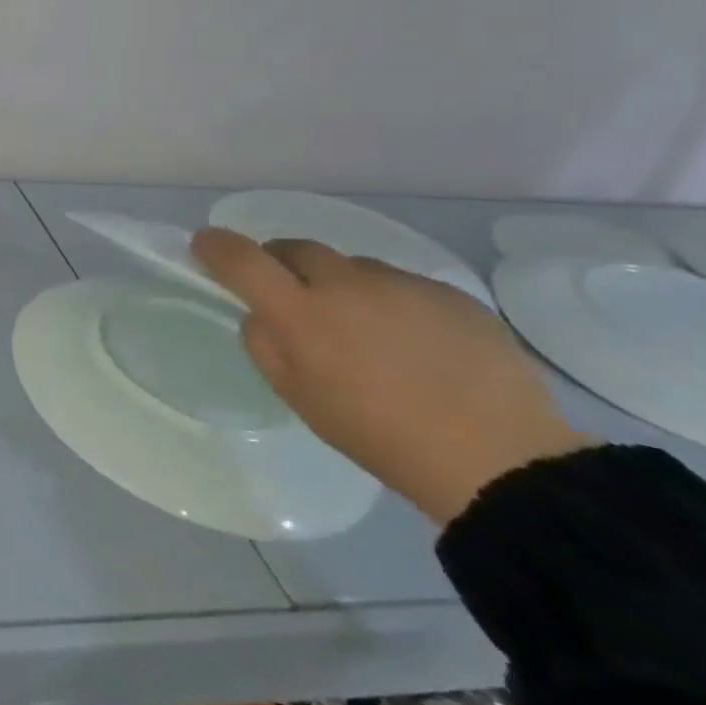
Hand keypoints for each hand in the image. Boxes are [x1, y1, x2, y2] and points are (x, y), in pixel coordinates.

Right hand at [191, 230, 587, 524]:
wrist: (500, 461)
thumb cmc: (379, 436)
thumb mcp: (300, 400)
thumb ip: (265, 346)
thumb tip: (262, 314)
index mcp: (301, 313)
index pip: (242, 260)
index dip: (216, 246)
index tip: (205, 244)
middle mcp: (346, 283)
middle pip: (295, 248)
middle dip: (281, 263)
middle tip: (292, 296)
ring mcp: (402, 283)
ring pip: (352, 267)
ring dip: (342, 286)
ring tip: (368, 332)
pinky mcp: (450, 293)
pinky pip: (402, 285)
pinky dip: (392, 303)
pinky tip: (416, 344)